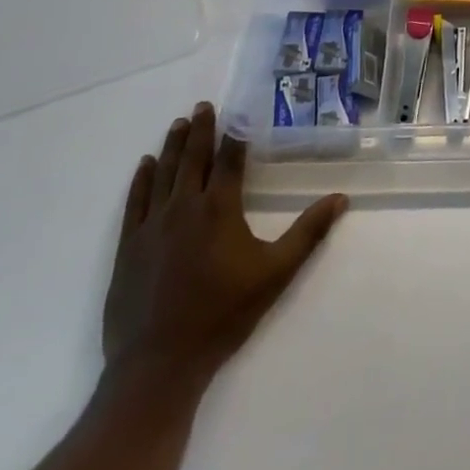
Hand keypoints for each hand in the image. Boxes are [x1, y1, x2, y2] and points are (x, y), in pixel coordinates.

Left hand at [102, 103, 346, 388]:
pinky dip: (142, 179)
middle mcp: (184, 207)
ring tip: (179, 124)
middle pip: (193, 158)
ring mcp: (151, 226)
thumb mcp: (276, 273)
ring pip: (163, 173)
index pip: (229, 159)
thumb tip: (341, 198)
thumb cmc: (223, 315)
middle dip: (201, 129)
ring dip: (173, 146)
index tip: (237, 111)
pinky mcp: (128, 247)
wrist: (158, 364)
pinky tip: (145, 165)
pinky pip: (135, 201)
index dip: (234, 133)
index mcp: (219, 208)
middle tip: (202, 106)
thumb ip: (308, 233)